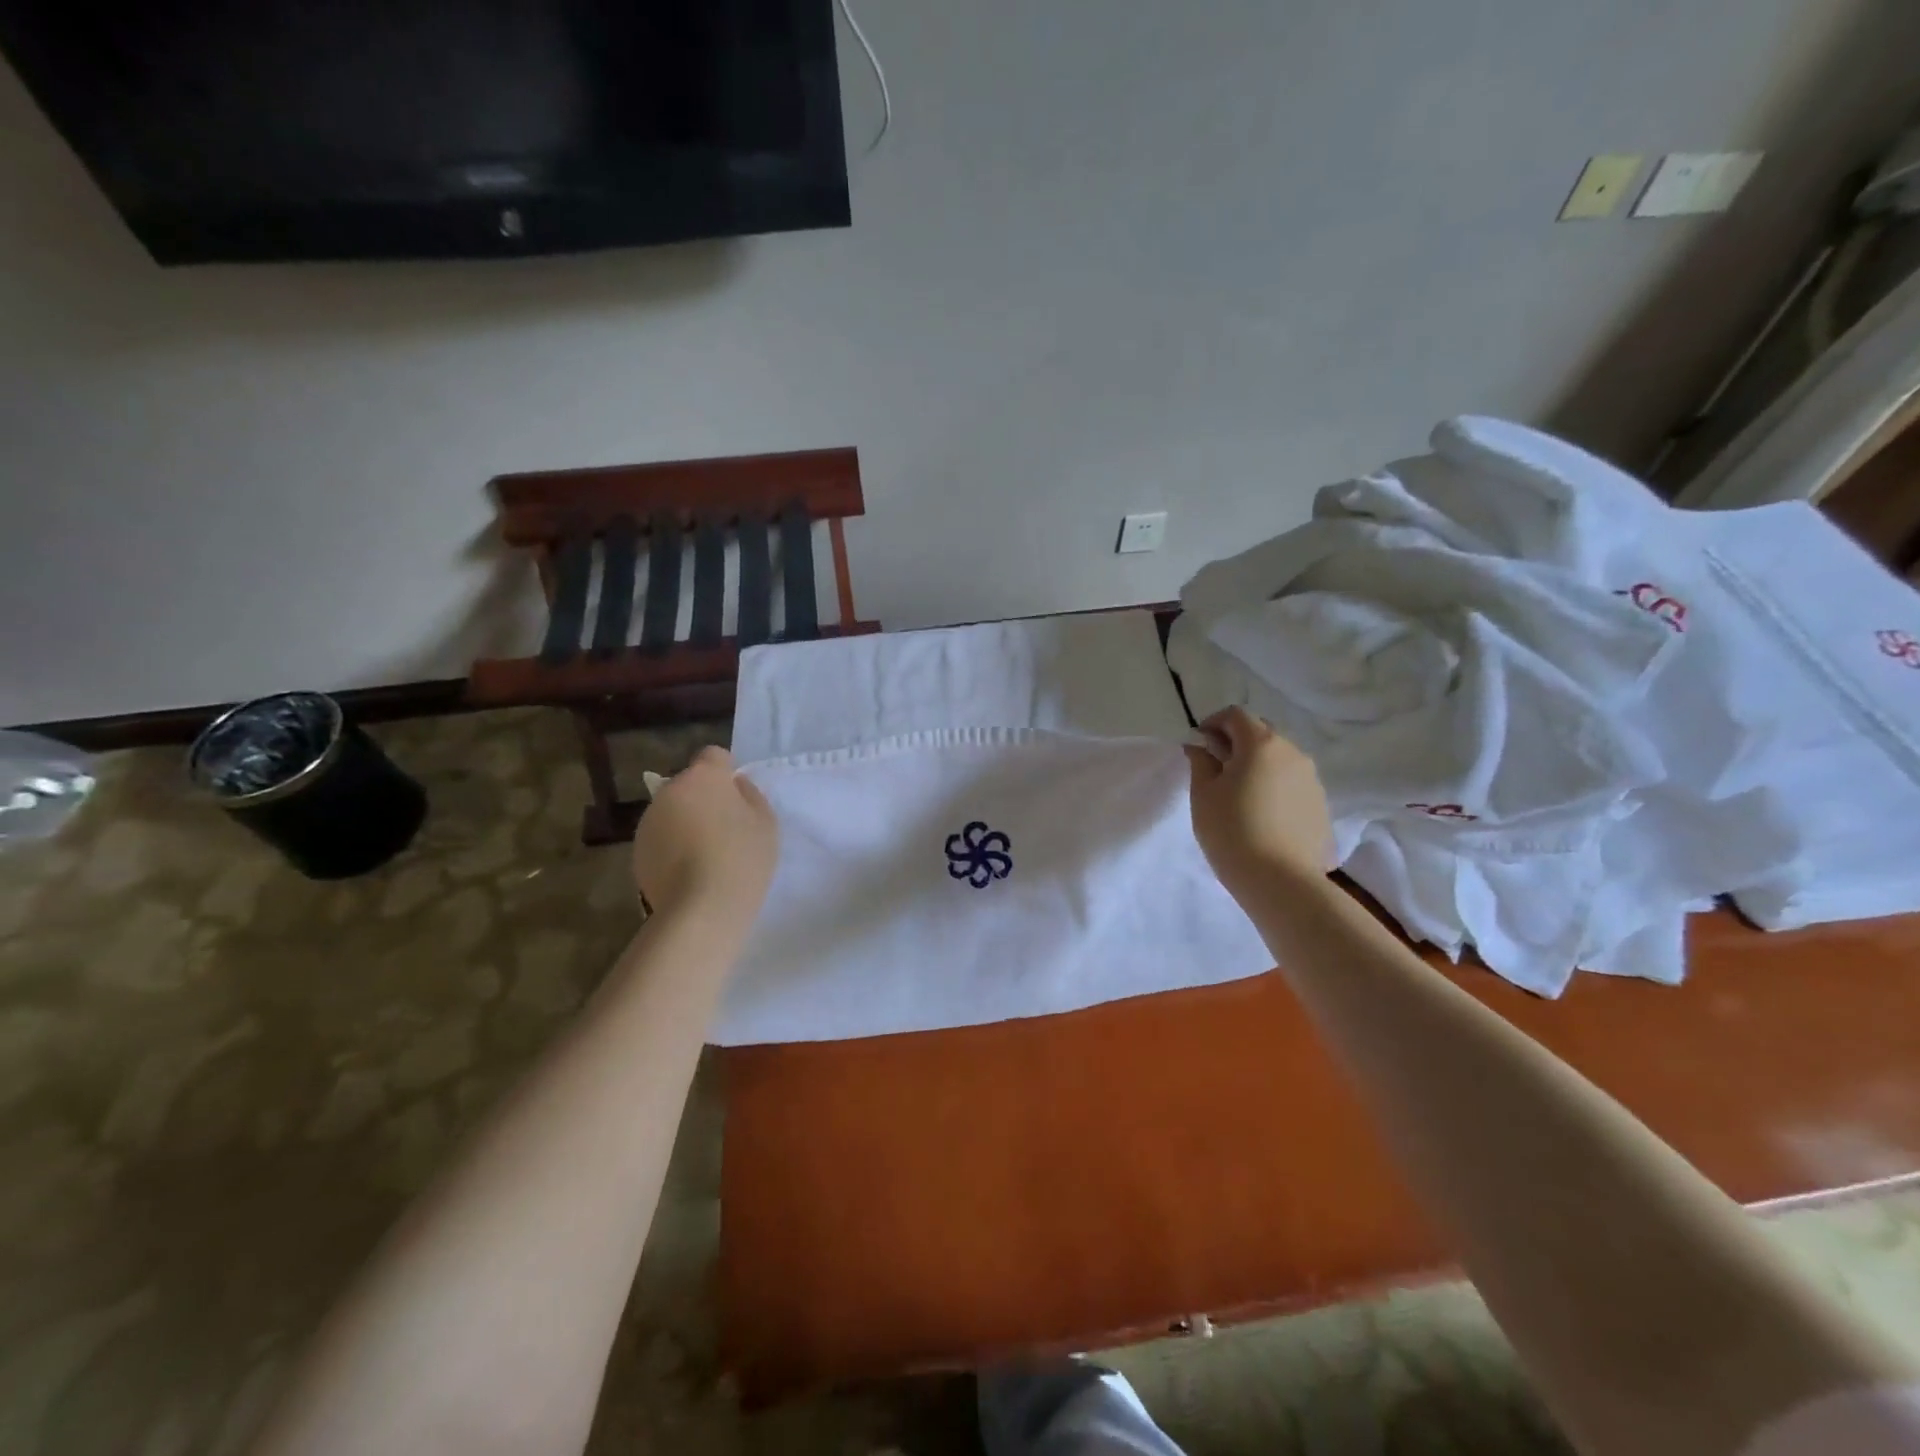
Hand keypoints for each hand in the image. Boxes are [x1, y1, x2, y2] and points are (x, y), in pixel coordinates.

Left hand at [632, 747, 778, 918]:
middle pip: (689, 784)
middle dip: (704, 798)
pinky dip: (672, 846)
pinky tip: (688, 871)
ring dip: (685, 822)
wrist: (701, 908)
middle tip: (724, 828)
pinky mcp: (636, 850)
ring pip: (672, 811)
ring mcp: (648, 820)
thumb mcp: (766, 822)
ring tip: (705, 854)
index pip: (713, 755)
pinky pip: (660, 837)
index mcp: (703, 777)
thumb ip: (750, 795)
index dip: (726, 772)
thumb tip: (735, 786)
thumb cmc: (742, 858)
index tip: (737, 797)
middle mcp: (669, 791)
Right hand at [1185, 706, 1332, 895]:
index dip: (1213, 723)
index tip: (1199, 744)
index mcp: (1261, 744)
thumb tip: (1200, 746)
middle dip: (1237, 742)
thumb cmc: (1232, 830)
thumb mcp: (1203, 794)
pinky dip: (1275, 787)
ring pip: (1280, 759)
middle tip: (1217, 768)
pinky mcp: (1321, 805)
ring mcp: (1312, 779)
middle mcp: (1293, 752)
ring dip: (1258, 765)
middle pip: (1261, 733)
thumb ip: (1201, 762)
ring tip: (1240, 795)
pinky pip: (1292, 784)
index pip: (1236, 715)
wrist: (1281, 881)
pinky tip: (1262, 815)